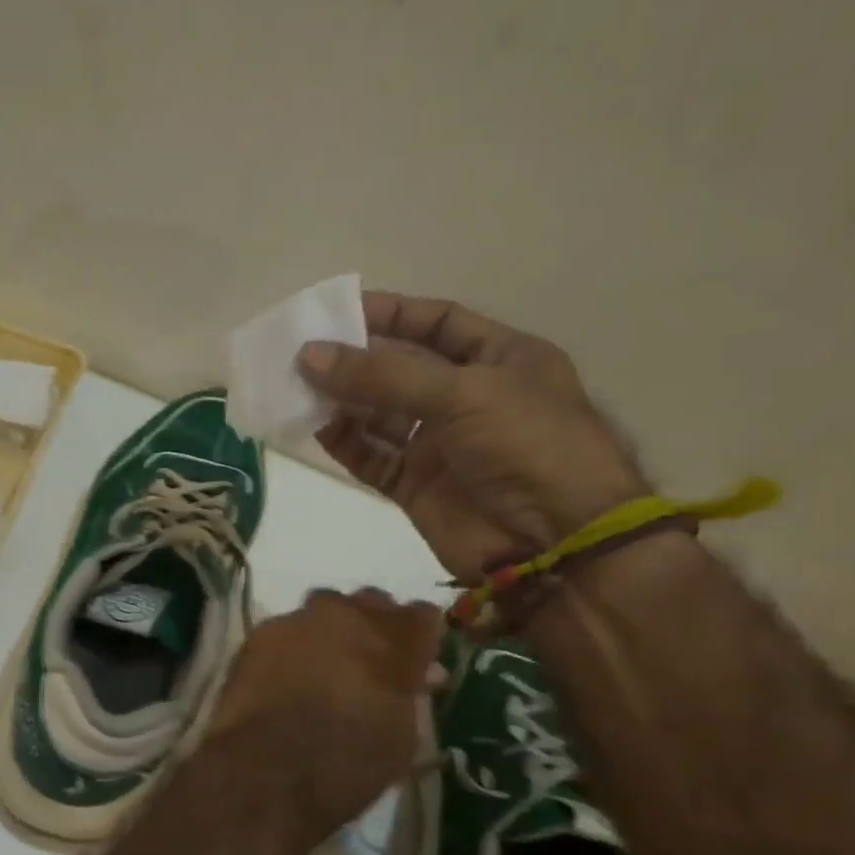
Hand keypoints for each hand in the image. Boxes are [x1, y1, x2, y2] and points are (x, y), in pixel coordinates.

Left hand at [194, 589, 442, 844]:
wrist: (267, 769)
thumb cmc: (348, 764)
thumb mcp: (401, 739)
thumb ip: (411, 695)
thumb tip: (420, 676)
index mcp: (395, 641)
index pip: (423, 615)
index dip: (420, 637)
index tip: (416, 659)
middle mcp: (349, 616)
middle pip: (371, 603)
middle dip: (374, 627)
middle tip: (368, 662)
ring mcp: (301, 619)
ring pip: (325, 608)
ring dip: (330, 630)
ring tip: (323, 666)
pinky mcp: (261, 632)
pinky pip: (287, 628)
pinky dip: (292, 646)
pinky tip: (285, 675)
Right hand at [299, 292, 648, 583]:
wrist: (555, 544)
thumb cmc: (525, 445)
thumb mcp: (461, 392)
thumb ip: (383, 374)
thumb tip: (309, 355)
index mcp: (500, 359)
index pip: (438, 323)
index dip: (391, 313)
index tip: (338, 310)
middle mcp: (468, 398)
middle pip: (401, 369)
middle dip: (356, 360)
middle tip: (303, 352)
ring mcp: (442, 445)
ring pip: (381, 415)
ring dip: (344, 400)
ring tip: (299, 388)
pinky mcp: (418, 487)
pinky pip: (373, 458)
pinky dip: (347, 444)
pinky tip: (320, 429)